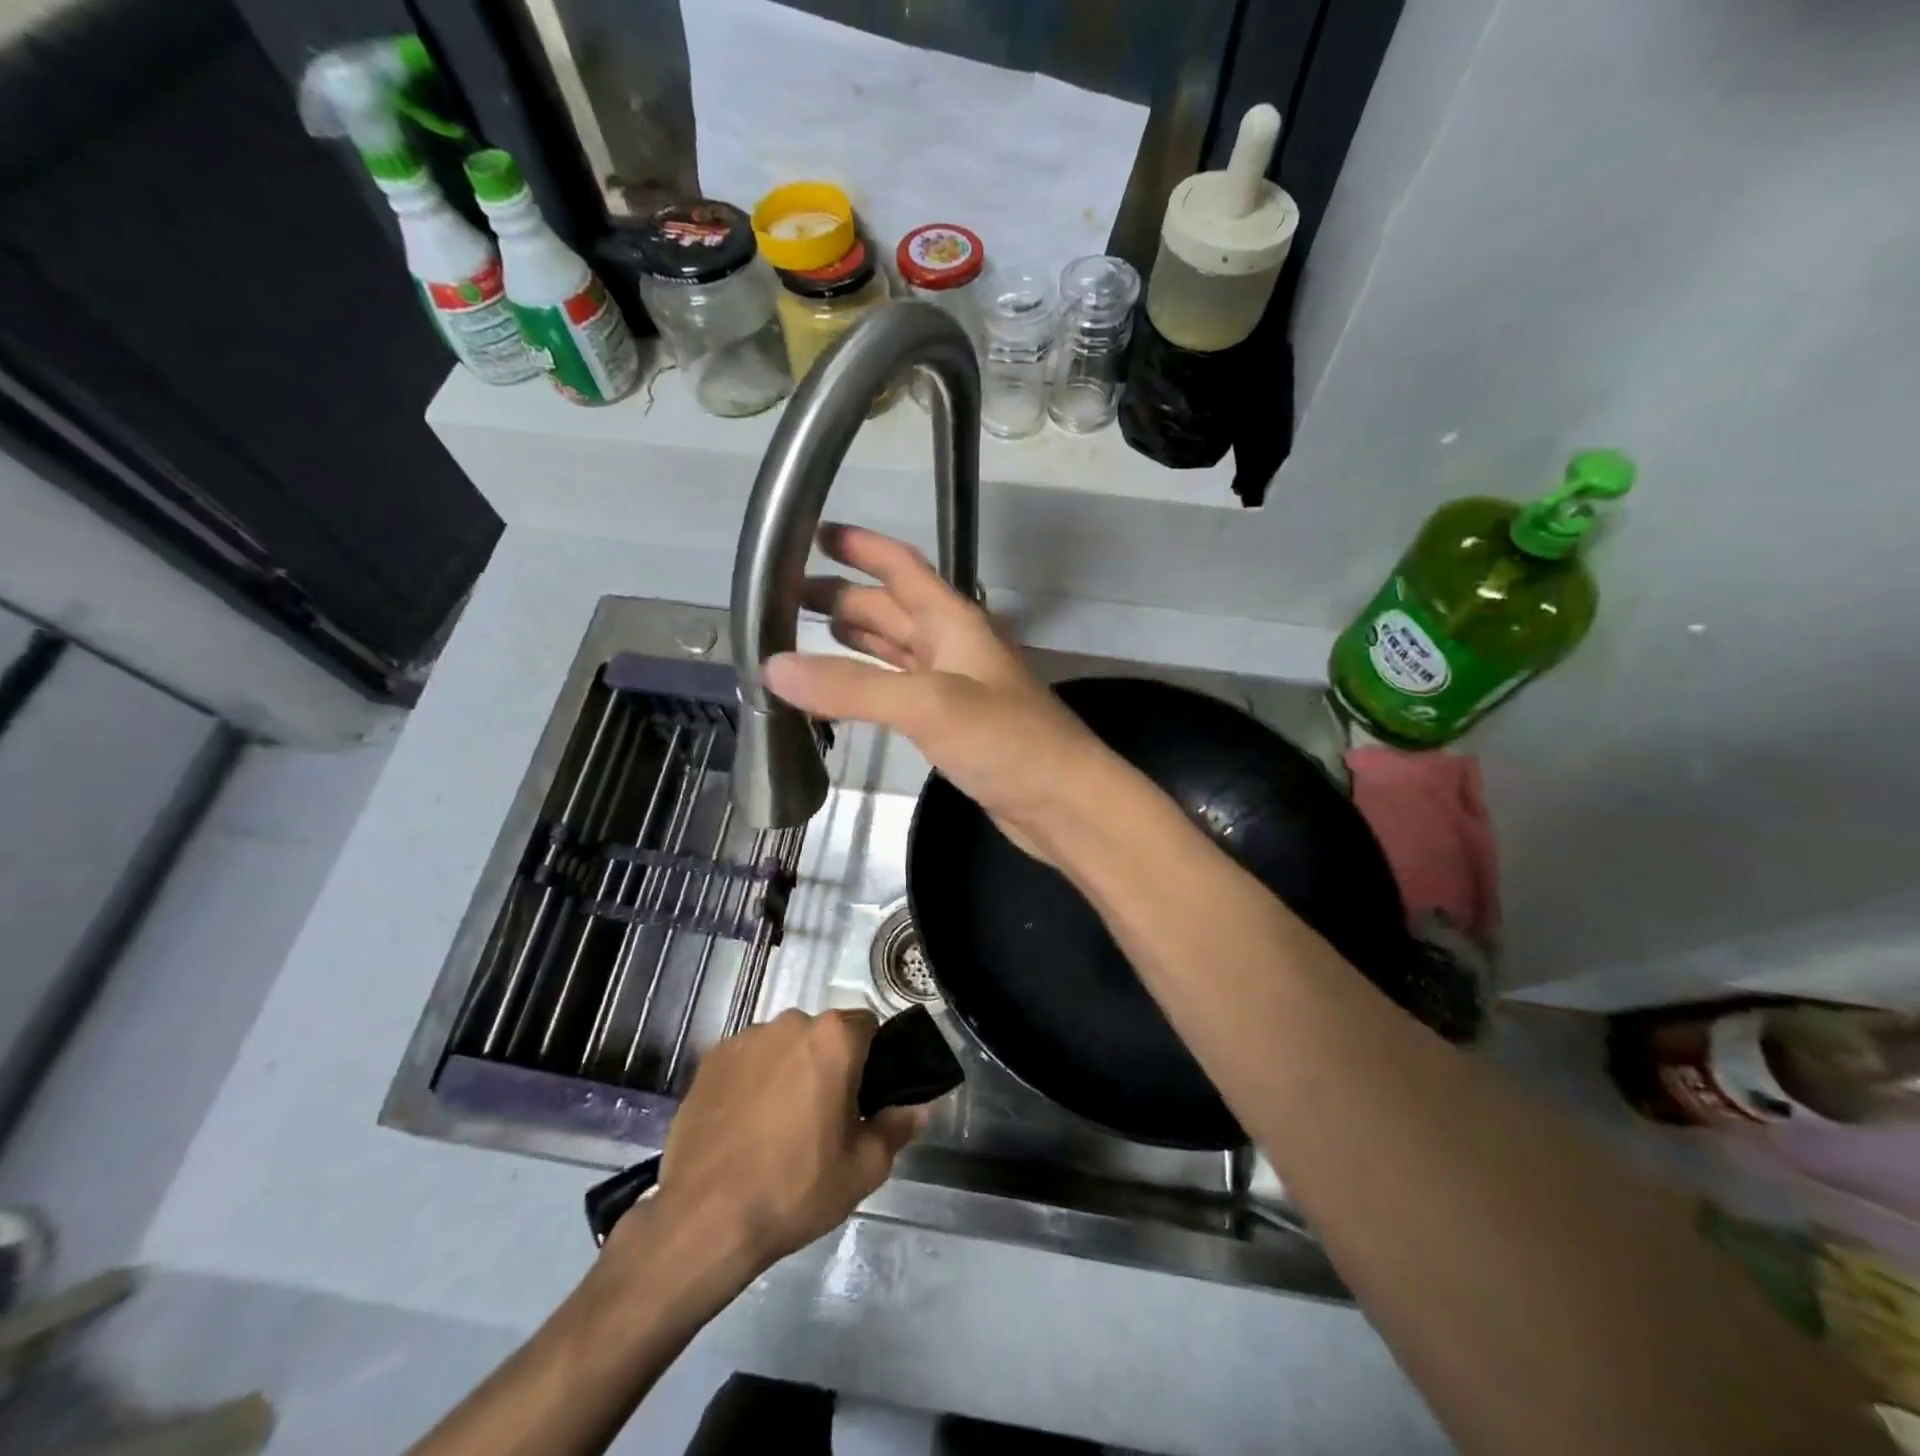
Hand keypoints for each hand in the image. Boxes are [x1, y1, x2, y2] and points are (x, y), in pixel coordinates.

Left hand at [645, 1008, 928, 1276]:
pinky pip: (747, 1060)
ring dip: (789, 1069)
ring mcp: (745, 1039)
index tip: (863, 1097)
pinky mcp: (710, 1060)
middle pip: (823, 1034)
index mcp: (833, 1038)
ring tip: (778, 1125)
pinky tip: (744, 1125)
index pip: (867, 1026)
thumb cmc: (795, 1188)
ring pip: (783, 1046)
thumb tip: (918, 1108)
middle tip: (824, 1117)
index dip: (871, 1059)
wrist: (704, 1219)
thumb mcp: (863, 1169)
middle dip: (828, 1064)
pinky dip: (753, 1080)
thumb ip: (897, 1128)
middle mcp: (790, 1023)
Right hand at [766, 524, 1107, 861]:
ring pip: (893, 650)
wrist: (1062, 801)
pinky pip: (897, 691)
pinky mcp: (950, 726)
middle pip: (890, 608)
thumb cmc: (1006, 740)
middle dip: (841, 596)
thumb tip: (772, 666)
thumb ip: (853, 686)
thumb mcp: (928, 704)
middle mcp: (952, 645)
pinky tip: (842, 692)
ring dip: (853, 638)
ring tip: (801, 636)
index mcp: (953, 621)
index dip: (861, 546)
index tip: (812, 532)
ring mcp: (952, 686)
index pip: (901, 567)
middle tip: (782, 599)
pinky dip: (866, 685)